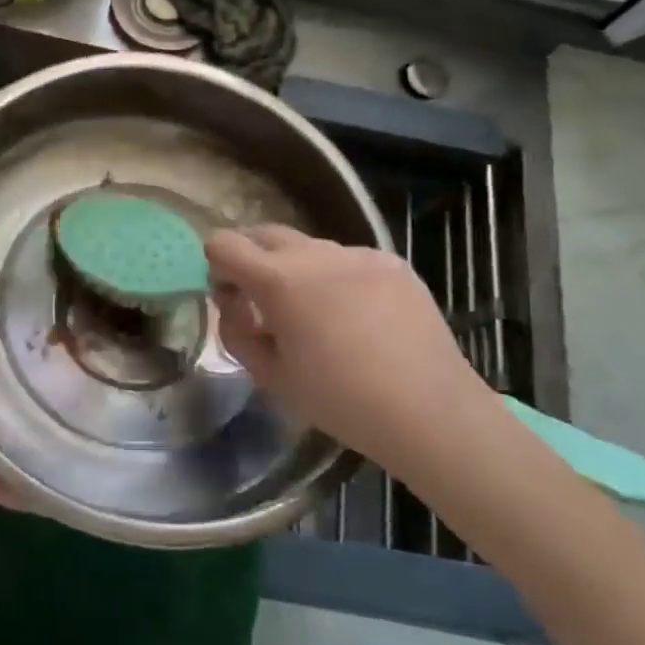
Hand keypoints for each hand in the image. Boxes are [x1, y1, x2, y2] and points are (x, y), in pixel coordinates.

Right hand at [206, 225, 494, 467]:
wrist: (428, 409)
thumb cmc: (340, 400)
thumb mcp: (271, 376)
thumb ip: (237, 332)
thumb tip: (233, 304)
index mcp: (279, 280)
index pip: (225, 244)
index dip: (216, 265)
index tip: (230, 297)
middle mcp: (316, 254)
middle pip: (265, 234)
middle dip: (253, 260)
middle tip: (263, 303)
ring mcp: (359, 254)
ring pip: (310, 247)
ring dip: (297, 269)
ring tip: (318, 315)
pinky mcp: (392, 263)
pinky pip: (349, 260)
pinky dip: (338, 278)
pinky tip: (359, 318)